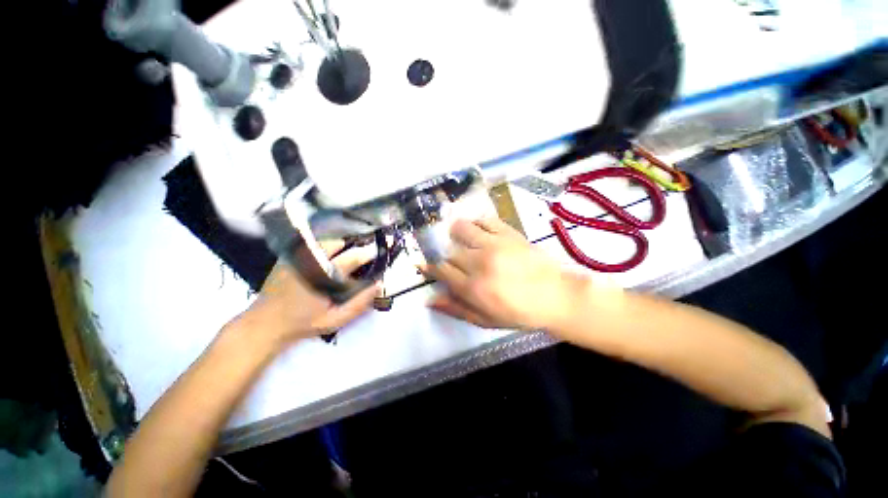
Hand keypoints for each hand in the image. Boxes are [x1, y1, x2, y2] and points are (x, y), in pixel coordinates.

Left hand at [235, 240, 379, 347]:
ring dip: (337, 246)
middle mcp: (310, 260)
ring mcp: (296, 256)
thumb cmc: (303, 323)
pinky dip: (321, 248)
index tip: (376, 256)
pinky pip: (310, 245)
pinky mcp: (286, 256)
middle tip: (357, 259)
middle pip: (338, 242)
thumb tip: (379, 285)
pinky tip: (324, 260)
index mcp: (324, 275)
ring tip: (341, 258)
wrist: (264, 324)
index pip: (353, 257)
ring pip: (324, 241)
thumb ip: (359, 303)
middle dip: (351, 247)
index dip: (368, 254)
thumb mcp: (335, 319)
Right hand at [423, 217, 587, 330]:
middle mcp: (479, 262)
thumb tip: (429, 299)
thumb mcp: (485, 320)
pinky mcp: (508, 233)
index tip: (423, 264)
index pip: (441, 271)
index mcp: (473, 287)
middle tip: (452, 261)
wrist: (555, 296)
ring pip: (462, 229)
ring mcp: (494, 244)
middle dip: (446, 256)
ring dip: (456, 233)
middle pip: (450, 251)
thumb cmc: (519, 313)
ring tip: (460, 239)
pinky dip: (477, 223)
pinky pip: (485, 220)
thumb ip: (456, 308)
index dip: (429, 267)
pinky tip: (478, 230)